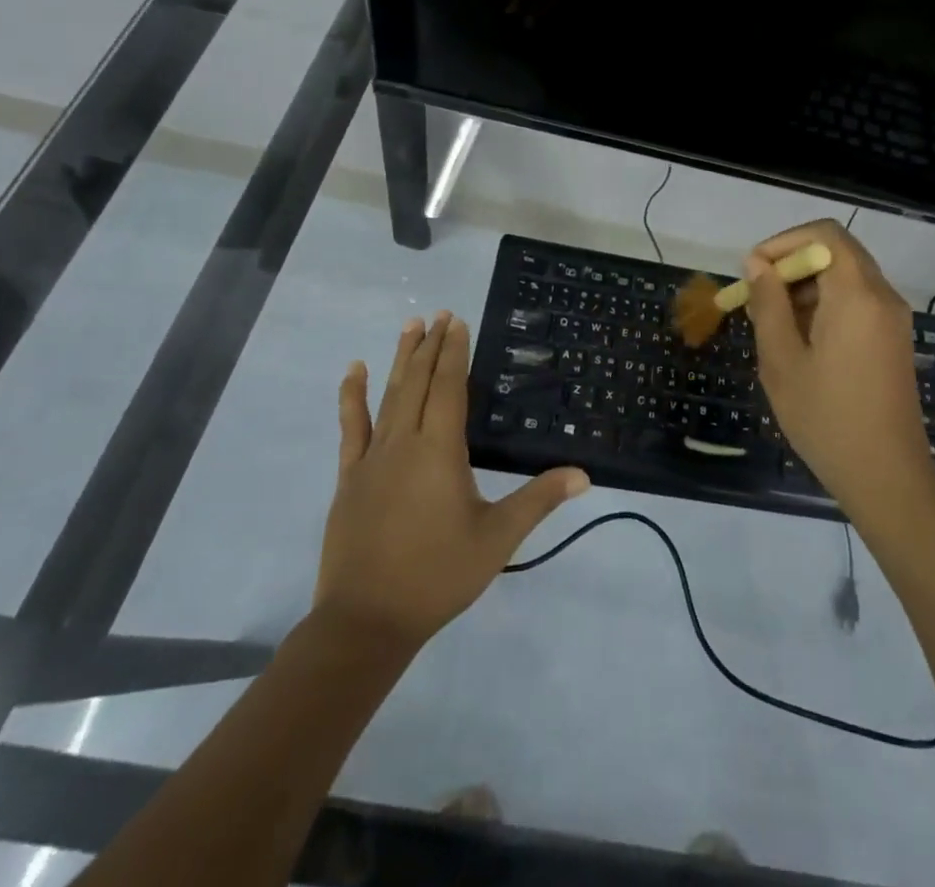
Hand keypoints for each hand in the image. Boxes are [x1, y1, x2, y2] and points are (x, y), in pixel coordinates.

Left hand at [311, 312, 588, 653]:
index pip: (449, 387)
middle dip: (431, 346)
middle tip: (439, 314)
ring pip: (389, 395)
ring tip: (409, 326)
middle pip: (419, 382)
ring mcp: (372, 458)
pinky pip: (352, 427)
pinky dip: (352, 396)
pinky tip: (354, 371)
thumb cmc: (438, 575)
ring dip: (401, 359)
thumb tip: (584, 474)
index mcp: (440, 450)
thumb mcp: (498, 538)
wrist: (366, 620)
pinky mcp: (351, 476)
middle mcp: (405, 442)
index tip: (458, 321)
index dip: (454, 352)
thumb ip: (539, 500)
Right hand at [745, 221, 934, 516]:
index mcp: (857, 294)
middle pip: (836, 251)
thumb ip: (768, 304)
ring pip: (846, 275)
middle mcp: (882, 295)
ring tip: (773, 322)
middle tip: (758, 296)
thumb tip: (757, 263)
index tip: (755, 271)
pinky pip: (858, 300)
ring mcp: (893, 317)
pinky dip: (827, 303)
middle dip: (792, 264)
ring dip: (807, 285)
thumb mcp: (782, 360)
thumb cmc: (827, 418)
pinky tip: (801, 339)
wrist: (887, 476)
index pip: (824, 234)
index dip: (784, 241)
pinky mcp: (894, 337)